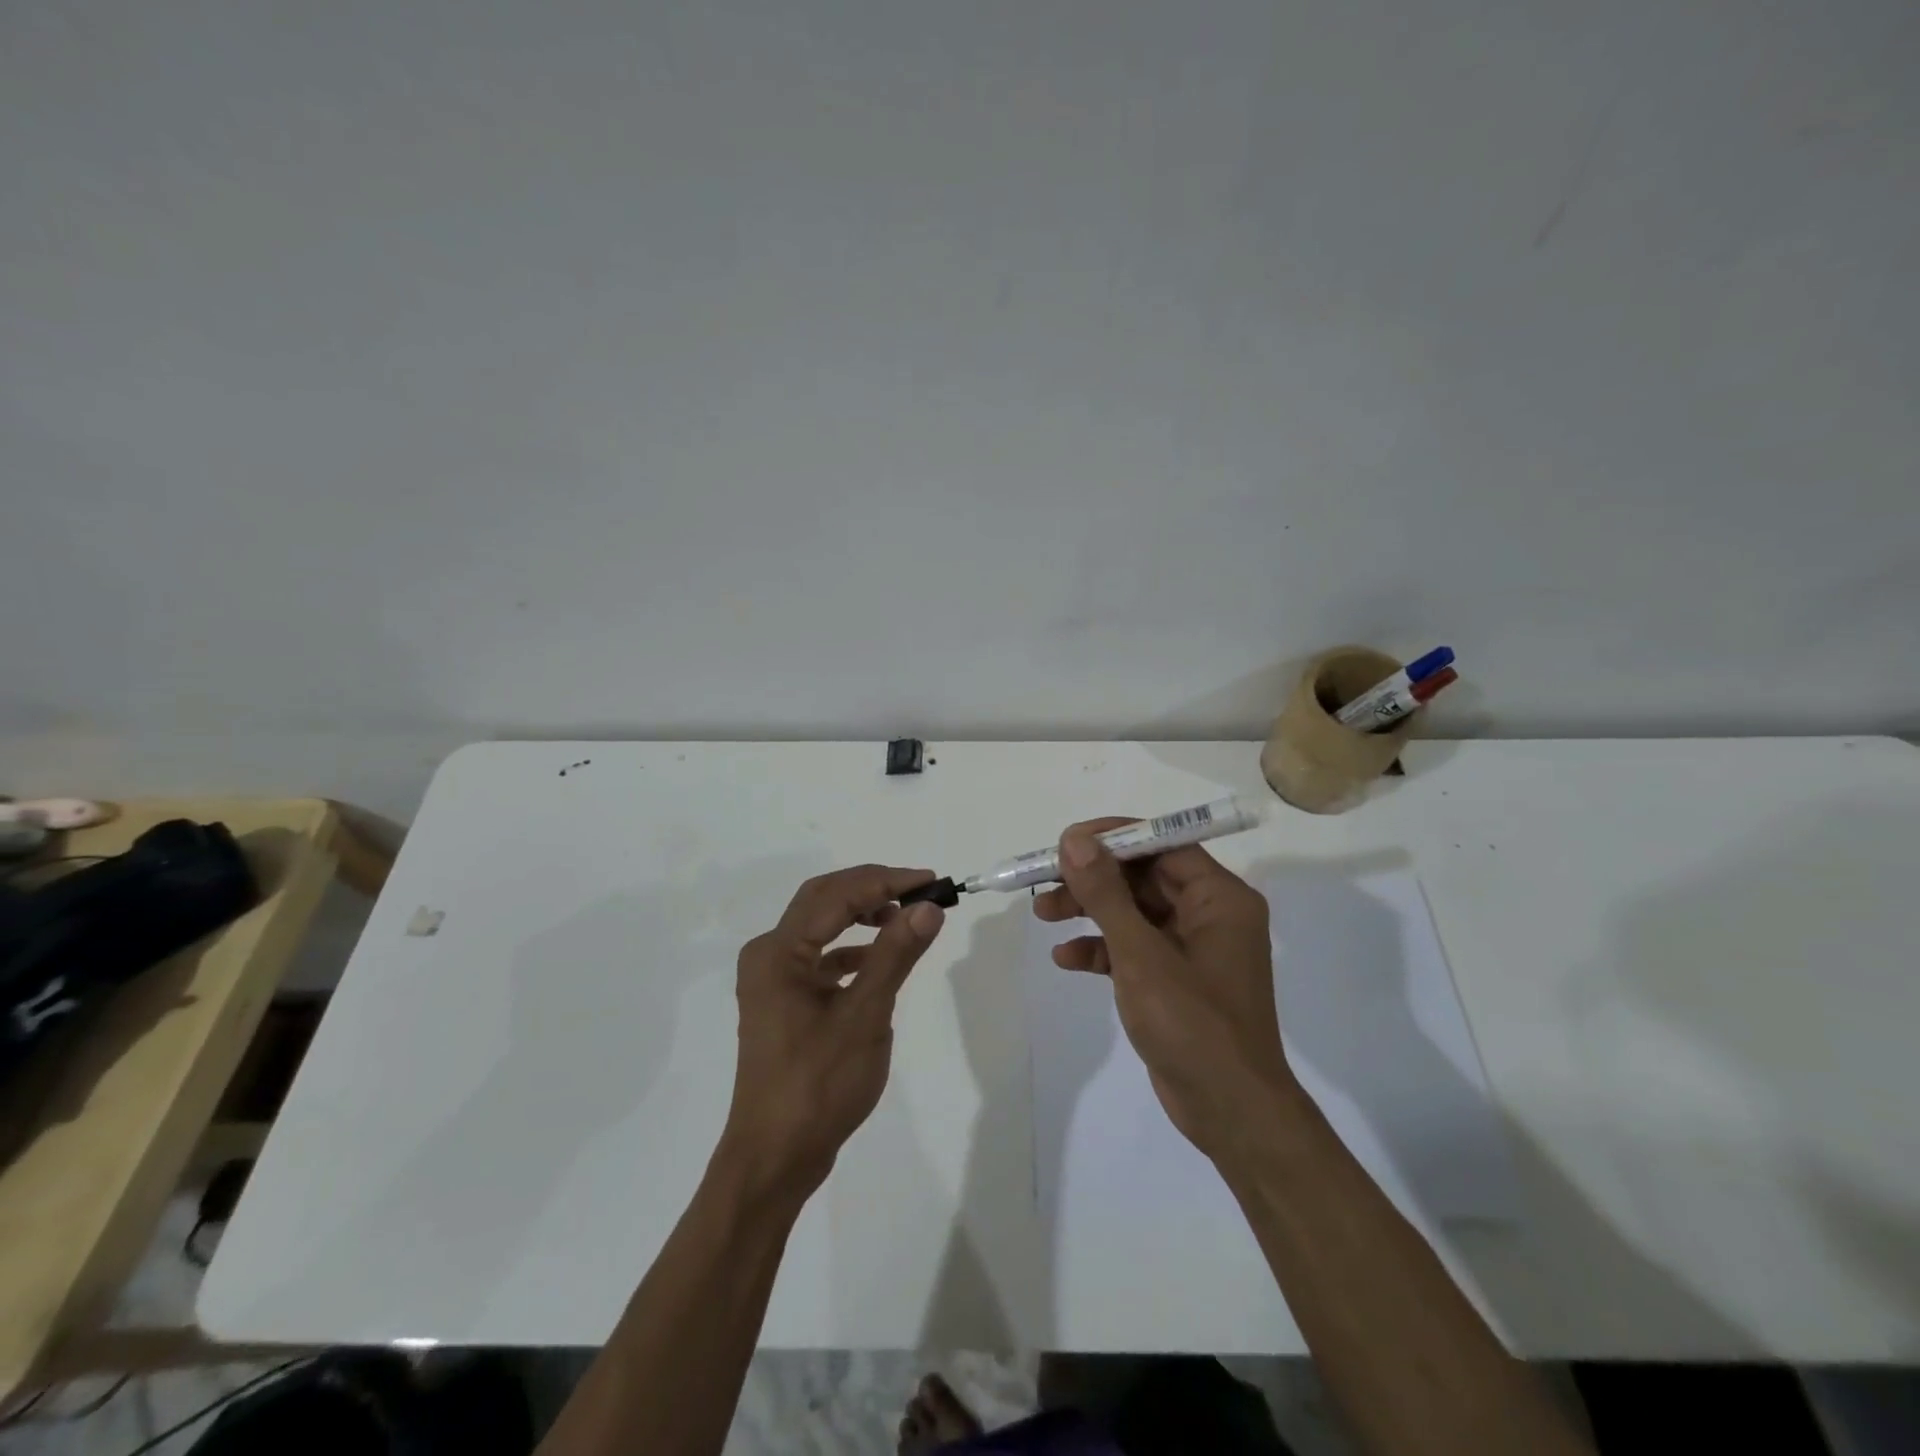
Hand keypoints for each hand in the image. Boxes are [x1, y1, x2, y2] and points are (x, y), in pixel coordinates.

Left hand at [720, 866, 945, 1202]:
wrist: (775, 1157)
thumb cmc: (819, 1085)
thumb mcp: (865, 1016)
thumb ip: (895, 954)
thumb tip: (928, 907)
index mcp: (779, 952)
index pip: (837, 895)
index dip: (886, 881)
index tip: (931, 881)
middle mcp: (768, 955)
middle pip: (823, 900)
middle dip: (872, 888)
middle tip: (920, 890)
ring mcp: (772, 979)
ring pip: (821, 926)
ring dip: (862, 915)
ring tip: (905, 917)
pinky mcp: (783, 1000)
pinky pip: (819, 957)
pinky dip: (851, 949)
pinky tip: (879, 959)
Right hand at [1035, 820, 1294, 1163]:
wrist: (1230, 1113)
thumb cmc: (1193, 1024)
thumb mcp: (1141, 954)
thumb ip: (1106, 895)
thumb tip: (1075, 841)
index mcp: (1219, 898)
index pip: (1163, 844)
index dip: (1112, 838)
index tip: (1066, 842)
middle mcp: (1210, 915)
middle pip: (1143, 877)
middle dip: (1092, 879)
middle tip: (1044, 881)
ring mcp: (1192, 949)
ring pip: (1133, 912)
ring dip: (1089, 911)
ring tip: (1042, 914)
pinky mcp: (1174, 980)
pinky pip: (1133, 948)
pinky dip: (1100, 949)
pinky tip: (1066, 958)